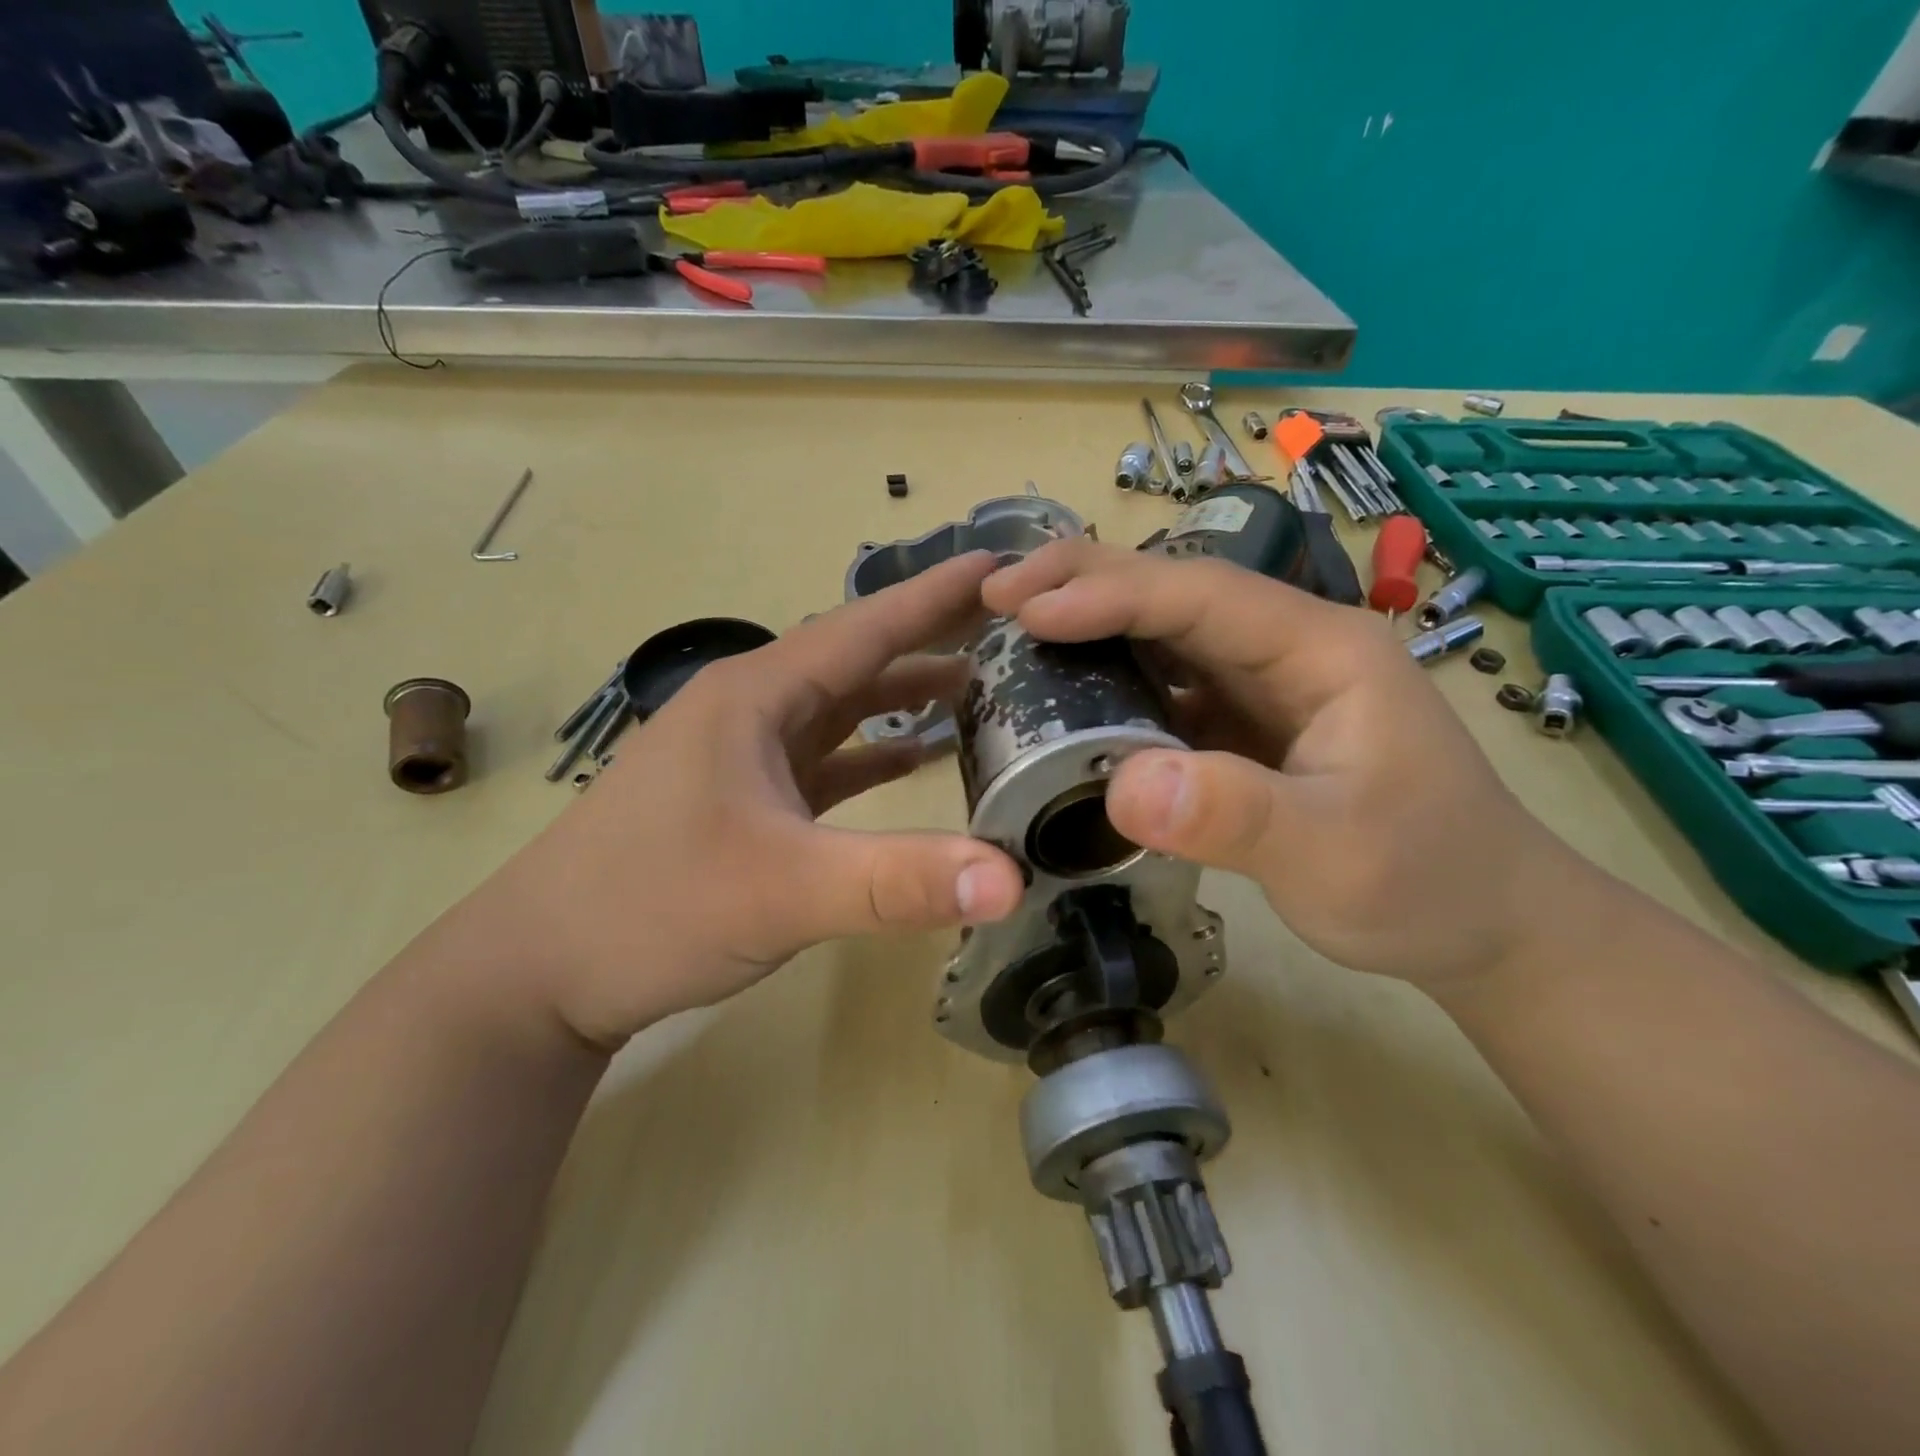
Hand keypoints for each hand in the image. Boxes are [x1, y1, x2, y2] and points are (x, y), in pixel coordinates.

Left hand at [482, 553, 1025, 1047]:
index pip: (864, 628)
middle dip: (928, 638)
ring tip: (974, 687)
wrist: (537, 973)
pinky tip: (912, 760)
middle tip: (1005, 628)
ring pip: (839, 709)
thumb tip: (1009, 878)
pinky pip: (823, 759)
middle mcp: (750, 711)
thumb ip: (899, 881)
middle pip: (856, 660)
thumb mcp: (782, 891)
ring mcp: (743, 757)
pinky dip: (871, 754)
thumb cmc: (649, 908)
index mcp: (756, 697)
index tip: (999, 569)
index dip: (934, 595)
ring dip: (901, 695)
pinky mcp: (743, 801)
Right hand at [982, 539, 1578, 994]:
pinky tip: (1064, 696)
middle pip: (1175, 595)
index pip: (1200, 597)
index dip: (1108, 593)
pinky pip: (1164, 688)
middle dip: (1084, 584)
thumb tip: (1121, 786)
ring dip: (1088, 626)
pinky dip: (1108, 682)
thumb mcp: (1334, 854)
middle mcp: (1286, 650)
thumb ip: (1233, 817)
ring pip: (1163, 637)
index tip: (1024, 607)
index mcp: (1321, 650)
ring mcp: (1263, 687)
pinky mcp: (1243, 726)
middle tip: (997, 595)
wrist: (1482, 923)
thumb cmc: (1426, 878)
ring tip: (1012, 632)